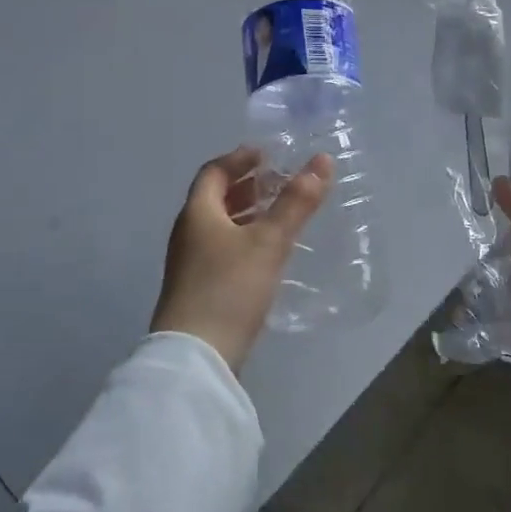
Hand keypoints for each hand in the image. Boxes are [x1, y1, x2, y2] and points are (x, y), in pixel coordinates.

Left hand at [151, 147, 333, 370]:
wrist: (196, 358)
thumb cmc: (229, 288)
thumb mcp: (268, 241)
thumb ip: (295, 202)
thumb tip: (322, 160)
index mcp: (197, 213)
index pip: (214, 171)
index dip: (240, 158)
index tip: (268, 154)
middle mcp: (189, 233)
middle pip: (216, 198)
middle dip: (248, 186)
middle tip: (282, 182)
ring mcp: (191, 264)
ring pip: (221, 226)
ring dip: (248, 215)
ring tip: (281, 215)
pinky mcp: (200, 290)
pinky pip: (224, 250)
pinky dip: (246, 240)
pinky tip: (269, 255)